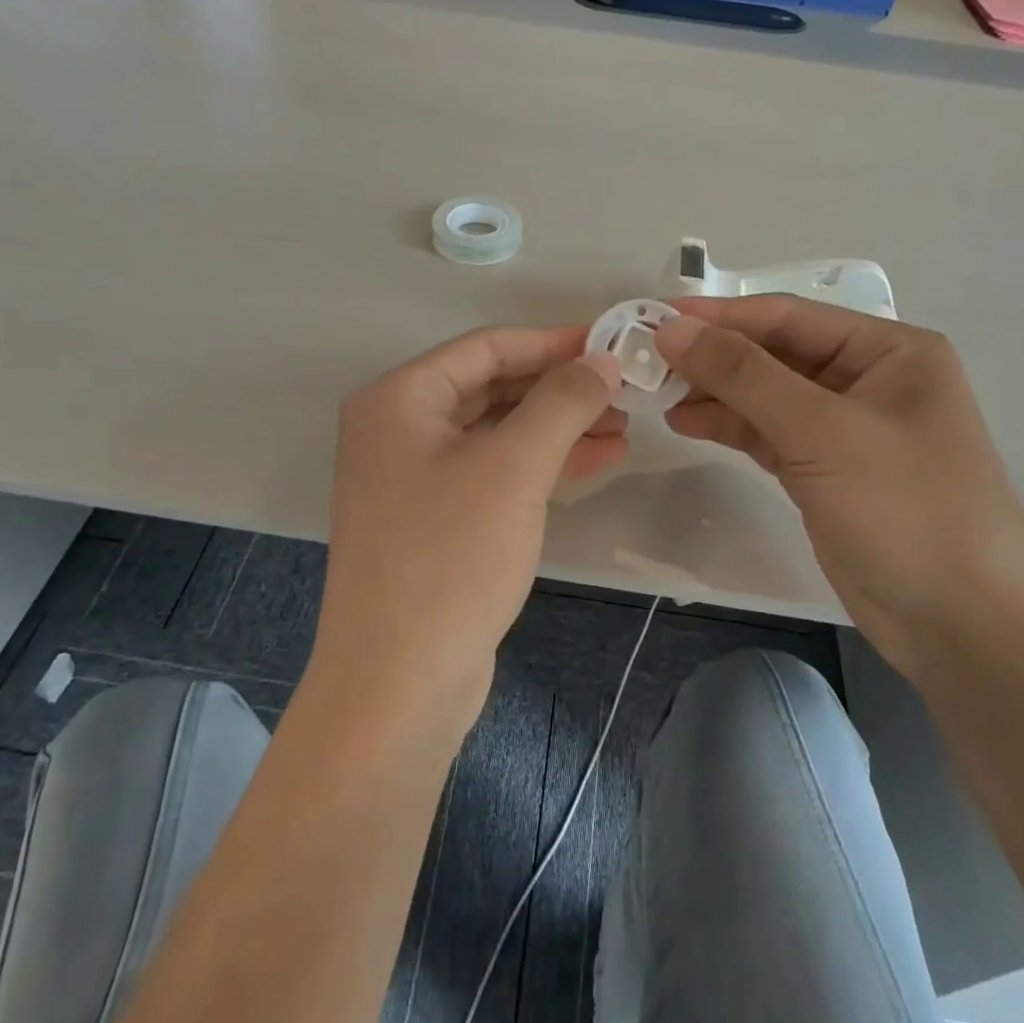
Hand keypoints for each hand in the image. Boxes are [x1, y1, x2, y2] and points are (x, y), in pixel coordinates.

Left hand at [315, 326, 624, 722]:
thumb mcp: (513, 468)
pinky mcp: (436, 521)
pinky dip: (541, 465)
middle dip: (560, 388)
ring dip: (558, 427)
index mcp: (399, 400)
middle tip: (625, 390)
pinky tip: (597, 460)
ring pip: (497, 434)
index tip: (611, 343)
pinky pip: (494, 474)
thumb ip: (561, 402)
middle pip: (492, 388)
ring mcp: (414, 479)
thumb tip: (602, 359)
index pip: (485, 348)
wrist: (398, 681)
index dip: (552, 342)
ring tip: (623, 426)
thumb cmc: (450, 556)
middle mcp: (398, 430)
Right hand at [655, 298, 1023, 673]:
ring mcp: (846, 429)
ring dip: (715, 393)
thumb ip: (743, 375)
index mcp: (889, 350)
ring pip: (767, 396)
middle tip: (645, 360)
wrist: (961, 624)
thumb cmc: (905, 508)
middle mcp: (869, 379)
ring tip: (656, 395)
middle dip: (713, 357)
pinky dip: (730, 427)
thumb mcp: (821, 431)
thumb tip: (672, 328)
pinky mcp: (826, 471)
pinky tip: (686, 422)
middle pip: (774, 354)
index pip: (787, 316)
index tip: (653, 317)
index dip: (718, 316)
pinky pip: (769, 434)